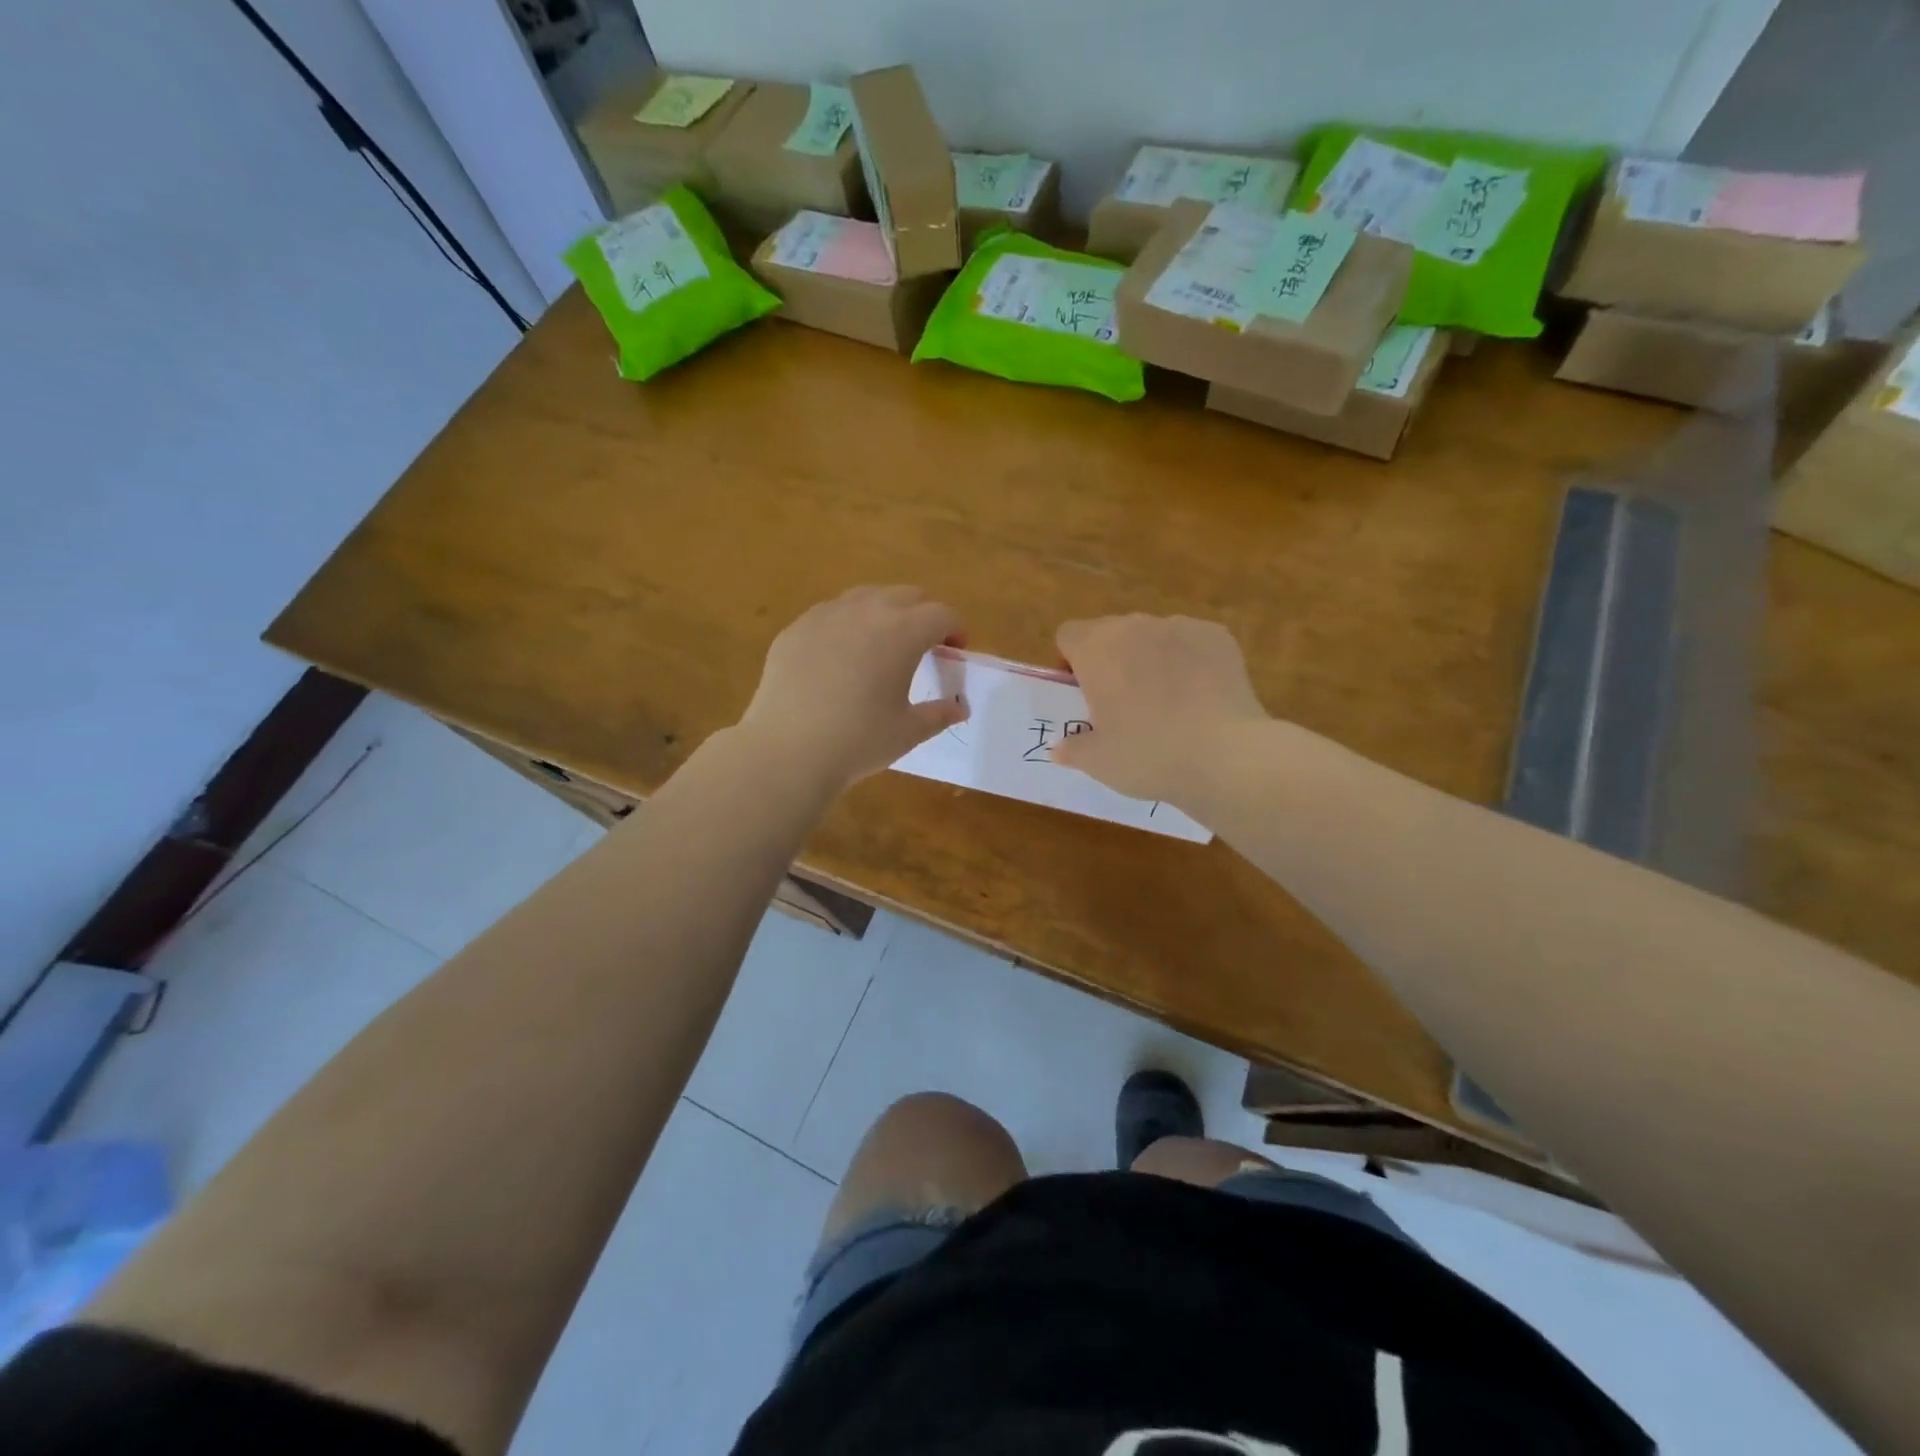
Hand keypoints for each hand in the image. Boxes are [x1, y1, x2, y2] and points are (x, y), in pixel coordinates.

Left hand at [739, 585, 967, 789]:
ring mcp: (826, 615)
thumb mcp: (908, 732)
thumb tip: (960, 709)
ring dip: (883, 612)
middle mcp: (866, 611)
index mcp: (903, 632)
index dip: (954, 629)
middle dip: (921, 614)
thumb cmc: (858, 741)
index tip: (954, 650)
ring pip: (866, 596)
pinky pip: (830, 613)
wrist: (787, 750)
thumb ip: (939, 714)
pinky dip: (846, 624)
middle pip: (906, 595)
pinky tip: (840, 656)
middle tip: (922, 645)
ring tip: (880, 644)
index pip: (941, 614)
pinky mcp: (795, 628)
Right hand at [1052, 614, 1268, 806]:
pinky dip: (1187, 661)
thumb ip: (1072, 749)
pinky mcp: (1217, 636)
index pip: (1068, 635)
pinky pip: (1189, 642)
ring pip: (1151, 636)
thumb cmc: (1148, 755)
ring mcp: (1179, 626)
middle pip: (1109, 633)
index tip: (1083, 694)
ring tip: (1166, 702)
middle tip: (1121, 704)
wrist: (1226, 756)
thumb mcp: (1098, 762)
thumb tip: (1061, 748)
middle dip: (1109, 660)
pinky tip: (1198, 697)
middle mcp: (1134, 626)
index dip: (1070, 662)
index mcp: (1096, 648)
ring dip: (1148, 659)